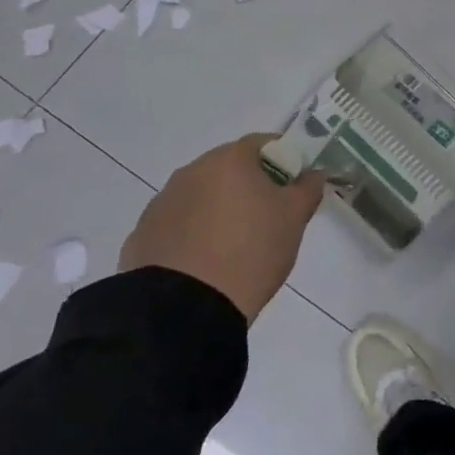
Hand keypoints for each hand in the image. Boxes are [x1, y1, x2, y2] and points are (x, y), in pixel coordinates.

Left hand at [120, 134, 325, 321]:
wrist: (183, 311)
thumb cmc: (250, 252)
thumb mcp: (294, 219)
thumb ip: (308, 189)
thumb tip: (313, 174)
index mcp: (229, 159)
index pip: (264, 143)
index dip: (284, 161)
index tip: (294, 187)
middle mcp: (191, 172)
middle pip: (229, 168)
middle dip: (249, 186)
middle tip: (268, 218)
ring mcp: (161, 204)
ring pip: (201, 196)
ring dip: (218, 210)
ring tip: (233, 247)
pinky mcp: (141, 237)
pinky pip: (177, 225)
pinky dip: (193, 235)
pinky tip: (204, 264)